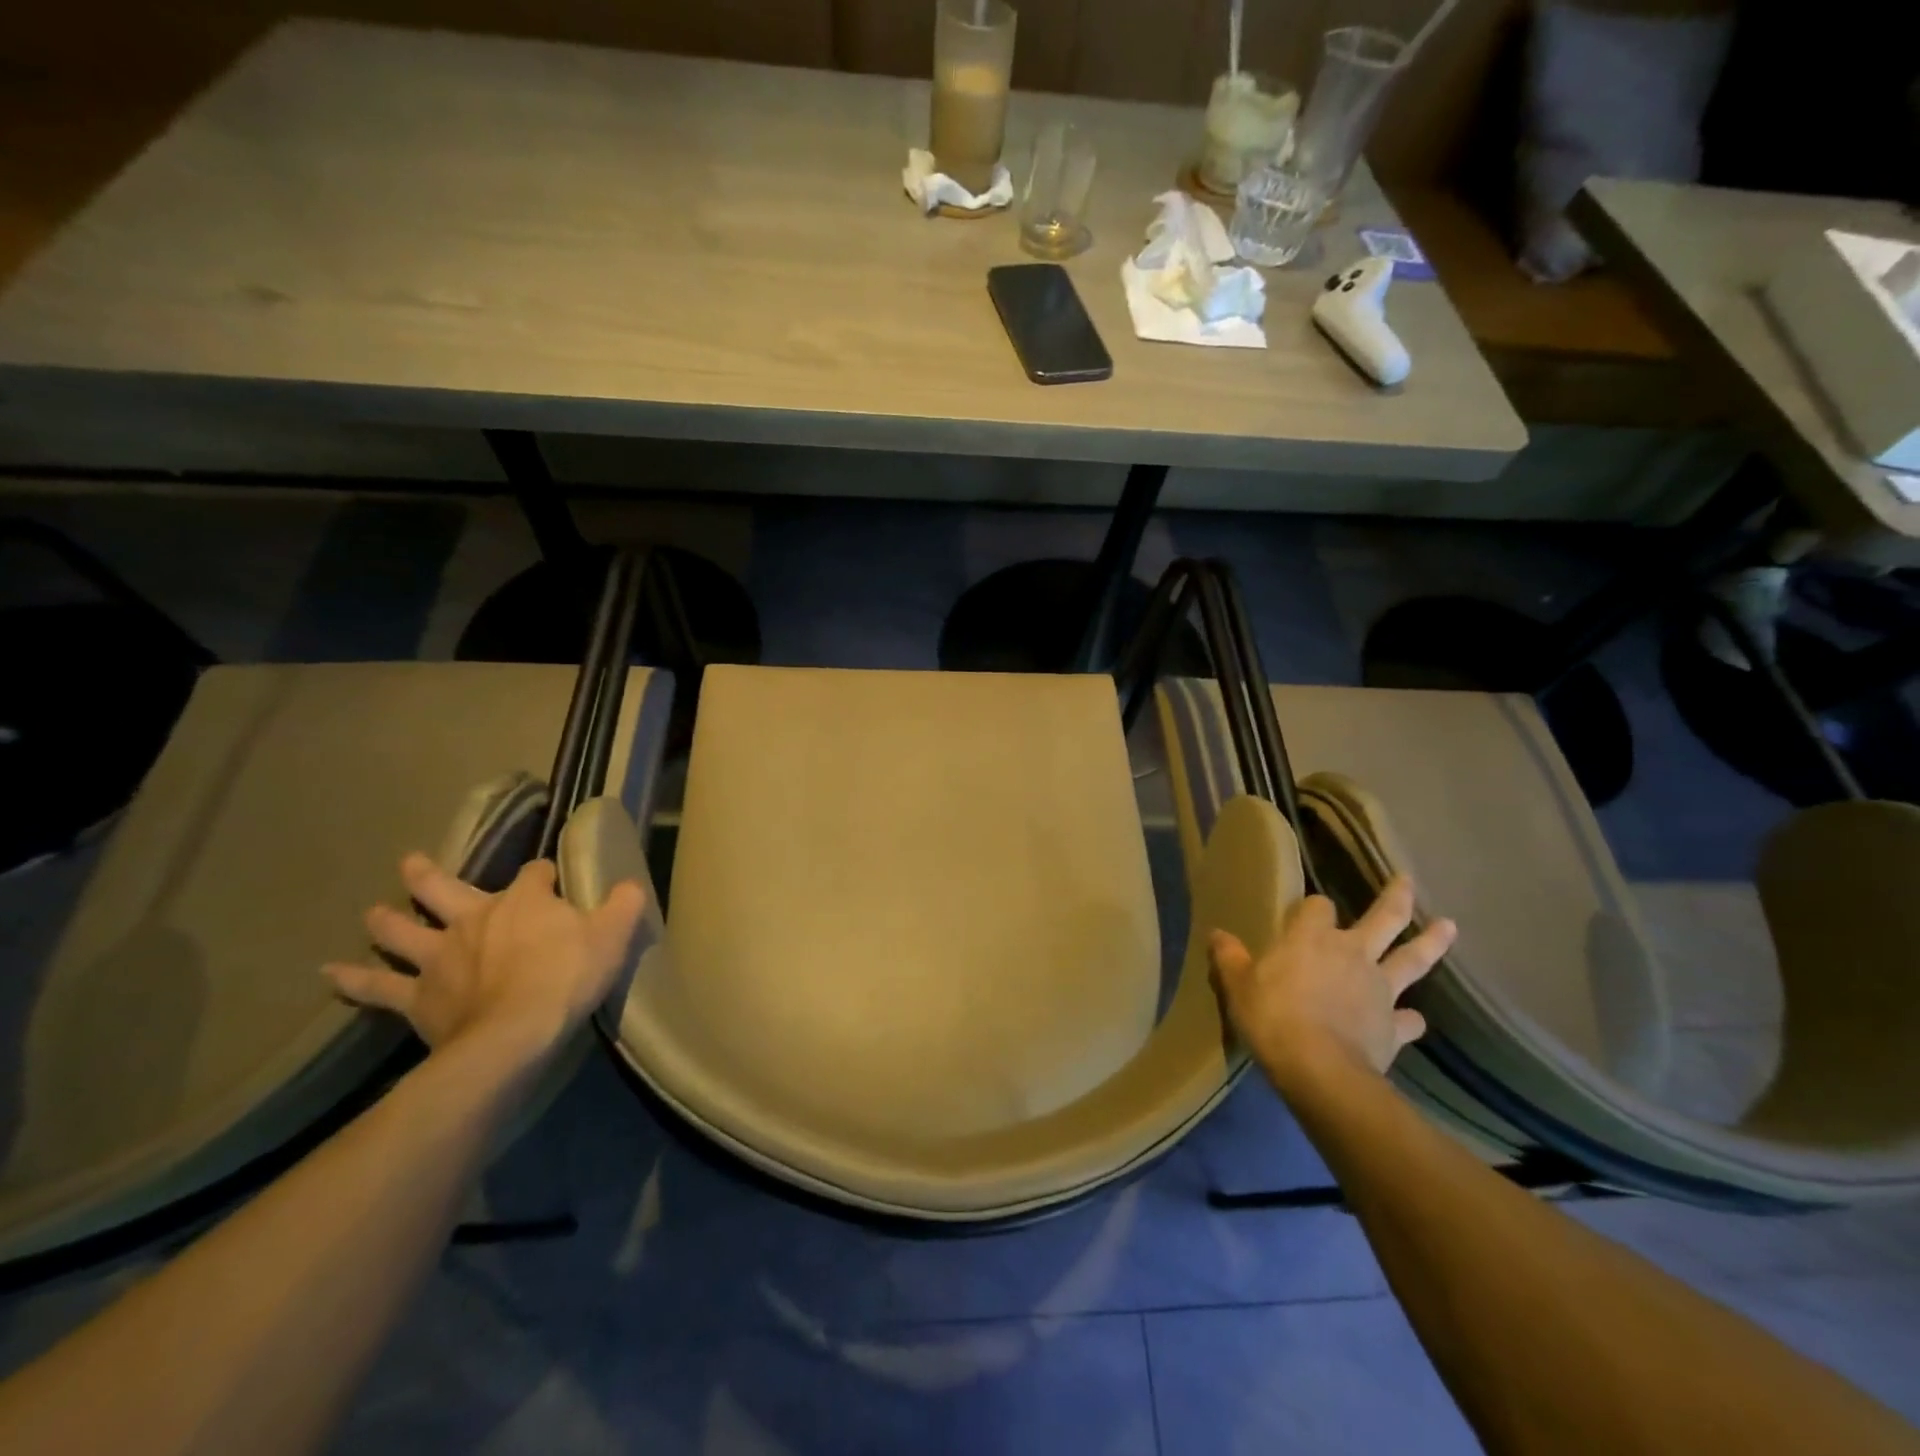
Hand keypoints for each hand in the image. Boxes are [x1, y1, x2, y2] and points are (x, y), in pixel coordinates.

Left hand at [324, 853, 644, 1065]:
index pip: (535, 874)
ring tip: (372, 913)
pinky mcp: (417, 996)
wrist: (516, 1034)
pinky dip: (354, 980)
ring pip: (402, 930)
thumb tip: (630, 884)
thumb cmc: (568, 977)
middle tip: (411, 863)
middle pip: (443, 888)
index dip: (544, 876)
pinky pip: (377, 987)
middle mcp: (474, 918)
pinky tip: (331, 974)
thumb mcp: (613, 935)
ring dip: (387, 919)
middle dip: (428, 876)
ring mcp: (439, 956)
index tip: (552, 882)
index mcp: (523, 901)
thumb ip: (624, 904)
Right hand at [1208, 875, 1455, 1085]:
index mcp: (1311, 938)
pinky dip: (1411, 1018)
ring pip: (1412, 959)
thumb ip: (1229, 958)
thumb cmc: (1273, 1017)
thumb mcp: (1238, 986)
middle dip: (1396, 898)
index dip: (1312, 908)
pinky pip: (1409, 1019)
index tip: (1307, 912)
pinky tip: (1412, 1020)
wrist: (1320, 1070)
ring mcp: (1379, 989)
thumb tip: (1217, 934)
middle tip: (1408, 880)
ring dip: (1432, 942)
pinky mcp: (1393, 1026)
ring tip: (1449, 926)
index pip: (1317, 906)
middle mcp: (1352, 953)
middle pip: (1383, 918)